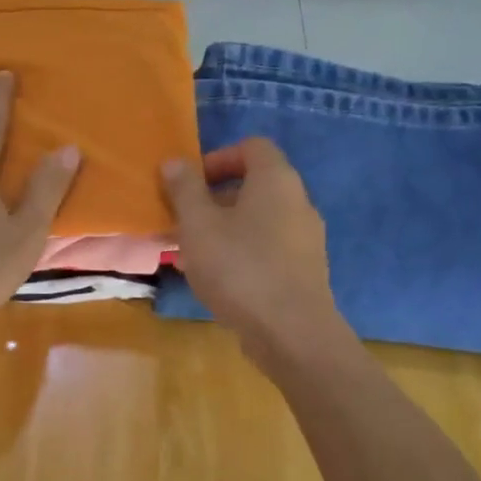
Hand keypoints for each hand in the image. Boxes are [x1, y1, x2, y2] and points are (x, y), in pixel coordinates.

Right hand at [161, 138, 349, 367]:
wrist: (291, 332)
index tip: (190, 184)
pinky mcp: (304, 271)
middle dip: (212, 200)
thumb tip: (175, 162)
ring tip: (190, 255)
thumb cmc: (239, 268)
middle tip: (182, 222)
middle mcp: (298, 202)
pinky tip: (215, 281)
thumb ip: (184, 189)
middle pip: (253, 186)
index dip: (217, 158)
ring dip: (222, 230)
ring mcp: (305, 239)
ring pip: (257, 221)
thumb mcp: (198, 225)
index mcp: (276, 180)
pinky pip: (266, 249)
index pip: (252, 147)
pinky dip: (240, 254)